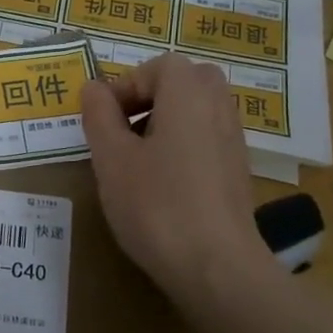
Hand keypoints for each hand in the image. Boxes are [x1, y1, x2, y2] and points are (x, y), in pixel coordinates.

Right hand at [80, 53, 282, 315]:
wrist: (216, 267)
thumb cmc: (156, 204)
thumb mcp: (112, 158)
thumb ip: (100, 116)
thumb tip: (94, 87)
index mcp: (188, 95)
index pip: (159, 66)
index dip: (126, 85)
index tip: (103, 118)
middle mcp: (219, 109)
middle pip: (187, 81)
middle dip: (152, 97)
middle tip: (124, 128)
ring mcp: (234, 142)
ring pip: (199, 111)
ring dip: (167, 122)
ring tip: (137, 159)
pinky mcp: (238, 173)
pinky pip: (208, 140)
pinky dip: (184, 146)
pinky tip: (162, 185)